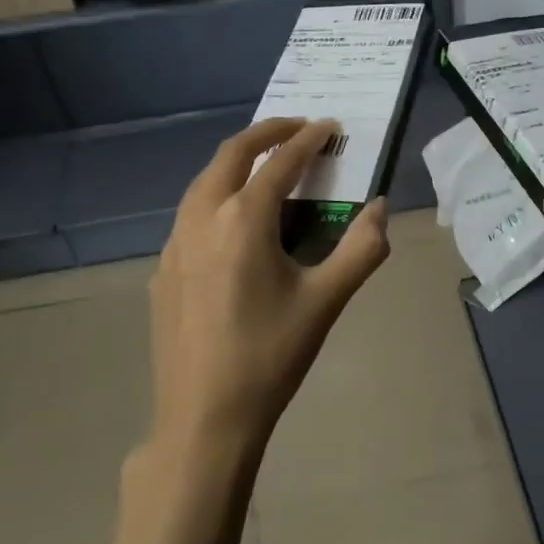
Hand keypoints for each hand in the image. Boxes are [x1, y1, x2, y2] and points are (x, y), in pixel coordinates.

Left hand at [149, 118, 390, 462]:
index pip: (280, 162)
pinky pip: (190, 215)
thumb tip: (380, 208)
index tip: (329, 125)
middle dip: (266, 133)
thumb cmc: (271, 356)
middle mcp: (201, 219)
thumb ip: (361, 249)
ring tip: (268, 166)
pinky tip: (234, 225)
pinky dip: (217, 197)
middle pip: (230, 155)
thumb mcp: (326, 301)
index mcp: (242, 220)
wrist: (204, 417)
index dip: (308, 139)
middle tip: (298, 128)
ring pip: (204, 183)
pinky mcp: (163, 271)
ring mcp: (173, 245)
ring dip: (237, 163)